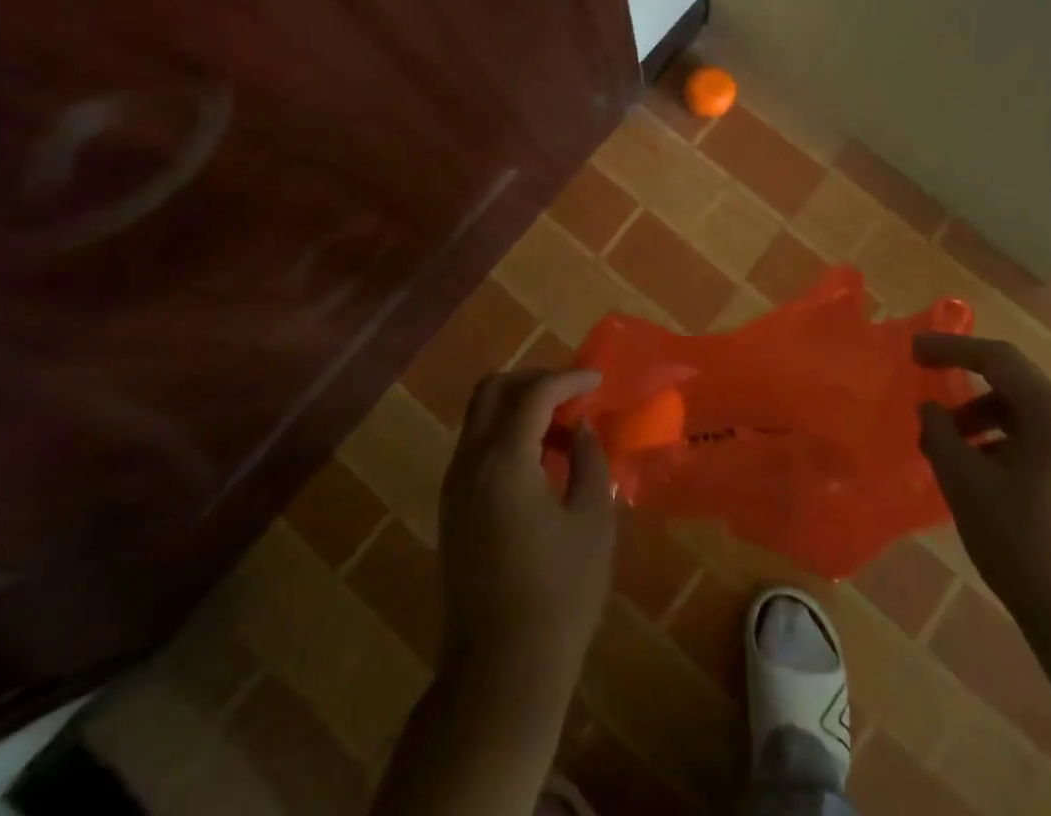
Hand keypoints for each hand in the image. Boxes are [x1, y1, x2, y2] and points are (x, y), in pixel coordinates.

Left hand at [438, 369, 614, 695]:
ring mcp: (454, 487)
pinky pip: (476, 446)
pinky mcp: (452, 509)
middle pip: (493, 390)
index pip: (534, 394)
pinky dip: (506, 433)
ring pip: (479, 416)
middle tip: (573, 394)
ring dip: (519, 406)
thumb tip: (579, 428)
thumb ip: (590, 461)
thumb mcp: (593, 521)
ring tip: (562, 426)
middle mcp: (470, 463)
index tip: (598, 382)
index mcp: (504, 462)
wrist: (501, 672)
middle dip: (535, 380)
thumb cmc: (559, 595)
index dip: (569, 379)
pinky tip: (540, 458)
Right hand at [913, 333, 1050, 623]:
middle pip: (1011, 382)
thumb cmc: (1022, 542)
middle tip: (924, 389)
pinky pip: (1033, 440)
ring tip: (944, 445)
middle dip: (963, 382)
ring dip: (978, 417)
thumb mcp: (965, 482)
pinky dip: (998, 442)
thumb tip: (930, 409)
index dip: (951, 348)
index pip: (996, 358)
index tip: (913, 351)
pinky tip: (975, 473)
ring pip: (1021, 413)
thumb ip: (940, 434)